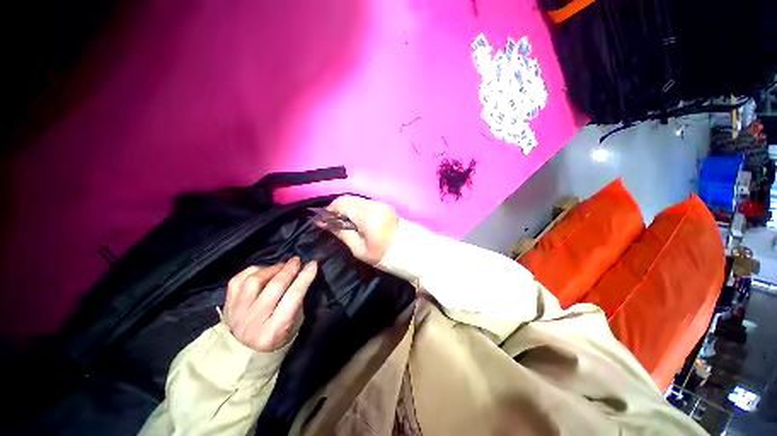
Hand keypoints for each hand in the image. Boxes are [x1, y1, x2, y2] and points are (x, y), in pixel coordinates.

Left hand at [223, 257, 316, 352]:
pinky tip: (263, 271)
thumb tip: (301, 275)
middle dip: (289, 269)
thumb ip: (297, 300)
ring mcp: (236, 313)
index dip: (304, 278)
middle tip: (297, 261)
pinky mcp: (227, 304)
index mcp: (274, 330)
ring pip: (254, 280)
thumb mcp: (295, 323)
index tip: (313, 264)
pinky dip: (253, 271)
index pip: (293, 297)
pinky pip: (238, 279)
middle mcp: (253, 322)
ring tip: (281, 266)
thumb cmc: (277, 336)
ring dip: (271, 269)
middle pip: (274, 286)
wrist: (243, 352)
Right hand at [326, 196, 398, 264]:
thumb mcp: (358, 249)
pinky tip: (356, 219)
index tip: (324, 220)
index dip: (330, 210)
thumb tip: (323, 223)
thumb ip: (342, 233)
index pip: (342, 204)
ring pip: (356, 199)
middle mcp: (373, 204)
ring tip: (344, 221)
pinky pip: (364, 202)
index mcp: (367, 215)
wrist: (407, 251)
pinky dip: (356, 208)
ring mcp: (380, 203)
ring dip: (347, 207)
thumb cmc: (381, 254)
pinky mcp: (383, 205)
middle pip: (348, 198)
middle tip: (332, 221)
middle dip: (337, 207)